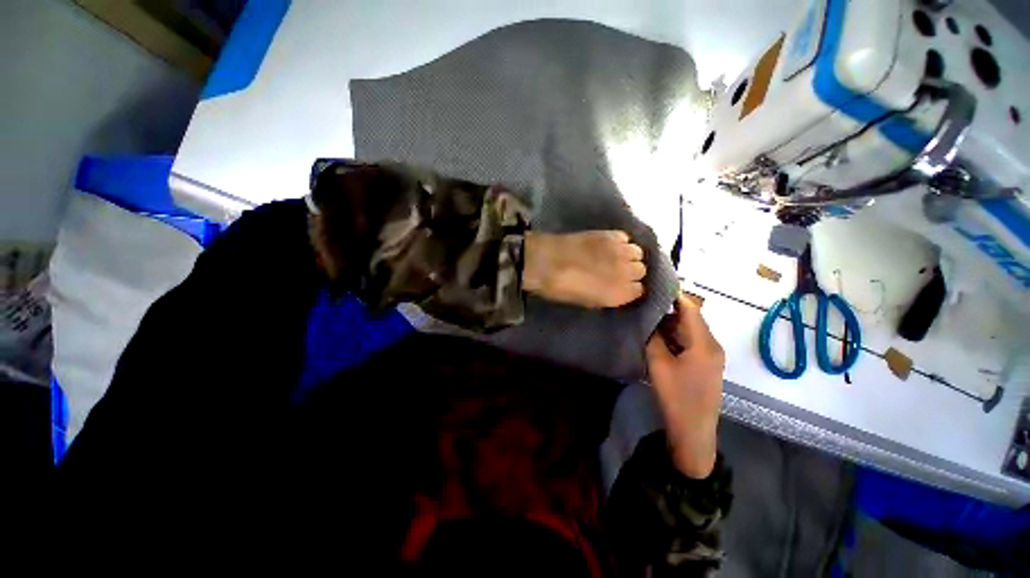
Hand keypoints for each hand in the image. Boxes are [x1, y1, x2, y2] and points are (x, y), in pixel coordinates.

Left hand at [523, 230, 645, 307]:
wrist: (546, 263)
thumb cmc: (561, 289)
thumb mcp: (587, 302)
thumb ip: (607, 296)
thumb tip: (616, 290)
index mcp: (620, 294)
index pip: (639, 290)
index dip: (629, 288)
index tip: (620, 285)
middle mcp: (627, 273)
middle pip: (641, 270)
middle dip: (631, 271)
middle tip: (615, 270)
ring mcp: (620, 251)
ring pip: (637, 252)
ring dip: (628, 255)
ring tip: (614, 256)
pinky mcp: (611, 234)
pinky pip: (626, 238)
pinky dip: (620, 242)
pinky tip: (607, 245)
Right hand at [646, 294, 725, 478]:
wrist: (694, 431)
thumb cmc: (676, 396)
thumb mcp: (658, 363)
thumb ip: (654, 337)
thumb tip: (652, 320)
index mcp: (704, 343)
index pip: (691, 309)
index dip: (676, 295)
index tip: (658, 285)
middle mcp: (713, 345)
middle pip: (693, 318)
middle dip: (672, 309)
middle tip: (649, 302)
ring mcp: (713, 356)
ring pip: (692, 330)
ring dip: (674, 323)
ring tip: (652, 317)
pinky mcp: (708, 365)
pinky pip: (693, 341)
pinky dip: (678, 335)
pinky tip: (662, 337)